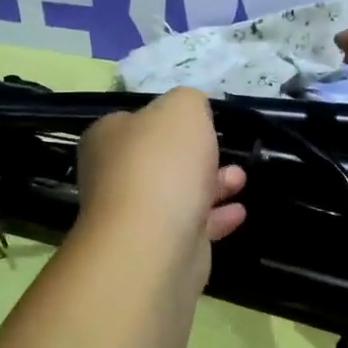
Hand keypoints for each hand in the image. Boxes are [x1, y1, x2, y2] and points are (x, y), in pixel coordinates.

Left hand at [76, 89, 246, 266]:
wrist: (153, 242)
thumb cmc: (163, 164)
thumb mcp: (183, 109)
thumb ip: (189, 101)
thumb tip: (191, 113)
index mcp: (107, 138)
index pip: (138, 120)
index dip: (170, 120)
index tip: (201, 123)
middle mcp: (114, 175)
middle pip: (161, 159)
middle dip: (198, 155)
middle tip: (224, 152)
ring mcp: (134, 214)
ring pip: (178, 193)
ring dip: (213, 185)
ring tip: (240, 180)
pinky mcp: (157, 247)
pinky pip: (190, 225)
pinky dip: (215, 217)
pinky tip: (238, 212)